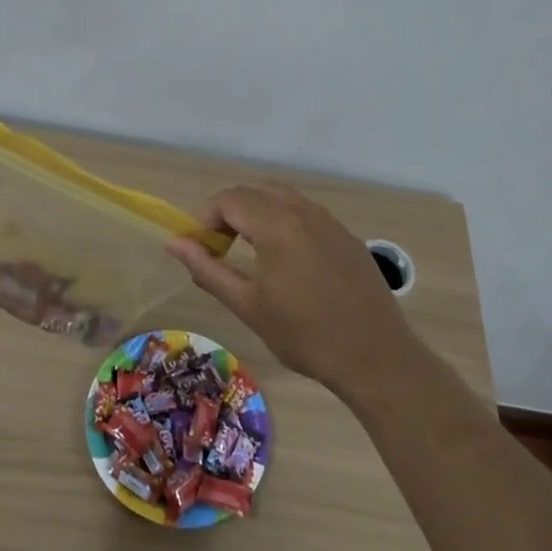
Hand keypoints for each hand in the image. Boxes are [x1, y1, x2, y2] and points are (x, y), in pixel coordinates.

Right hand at [166, 185, 412, 393]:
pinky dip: (282, 220)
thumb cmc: (305, 336)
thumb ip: (208, 269)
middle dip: (228, 212)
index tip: (197, 247)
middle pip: (253, 192)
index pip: (229, 199)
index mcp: (277, 225)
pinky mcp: (346, 235)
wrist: (376, 358)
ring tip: (247, 250)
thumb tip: (174, 244)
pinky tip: (284, 258)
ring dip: (255, 213)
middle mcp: (303, 211)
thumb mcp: (248, 306)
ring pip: (281, 197)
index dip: (205, 217)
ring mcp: (329, 221)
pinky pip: (304, 211)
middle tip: (217, 247)